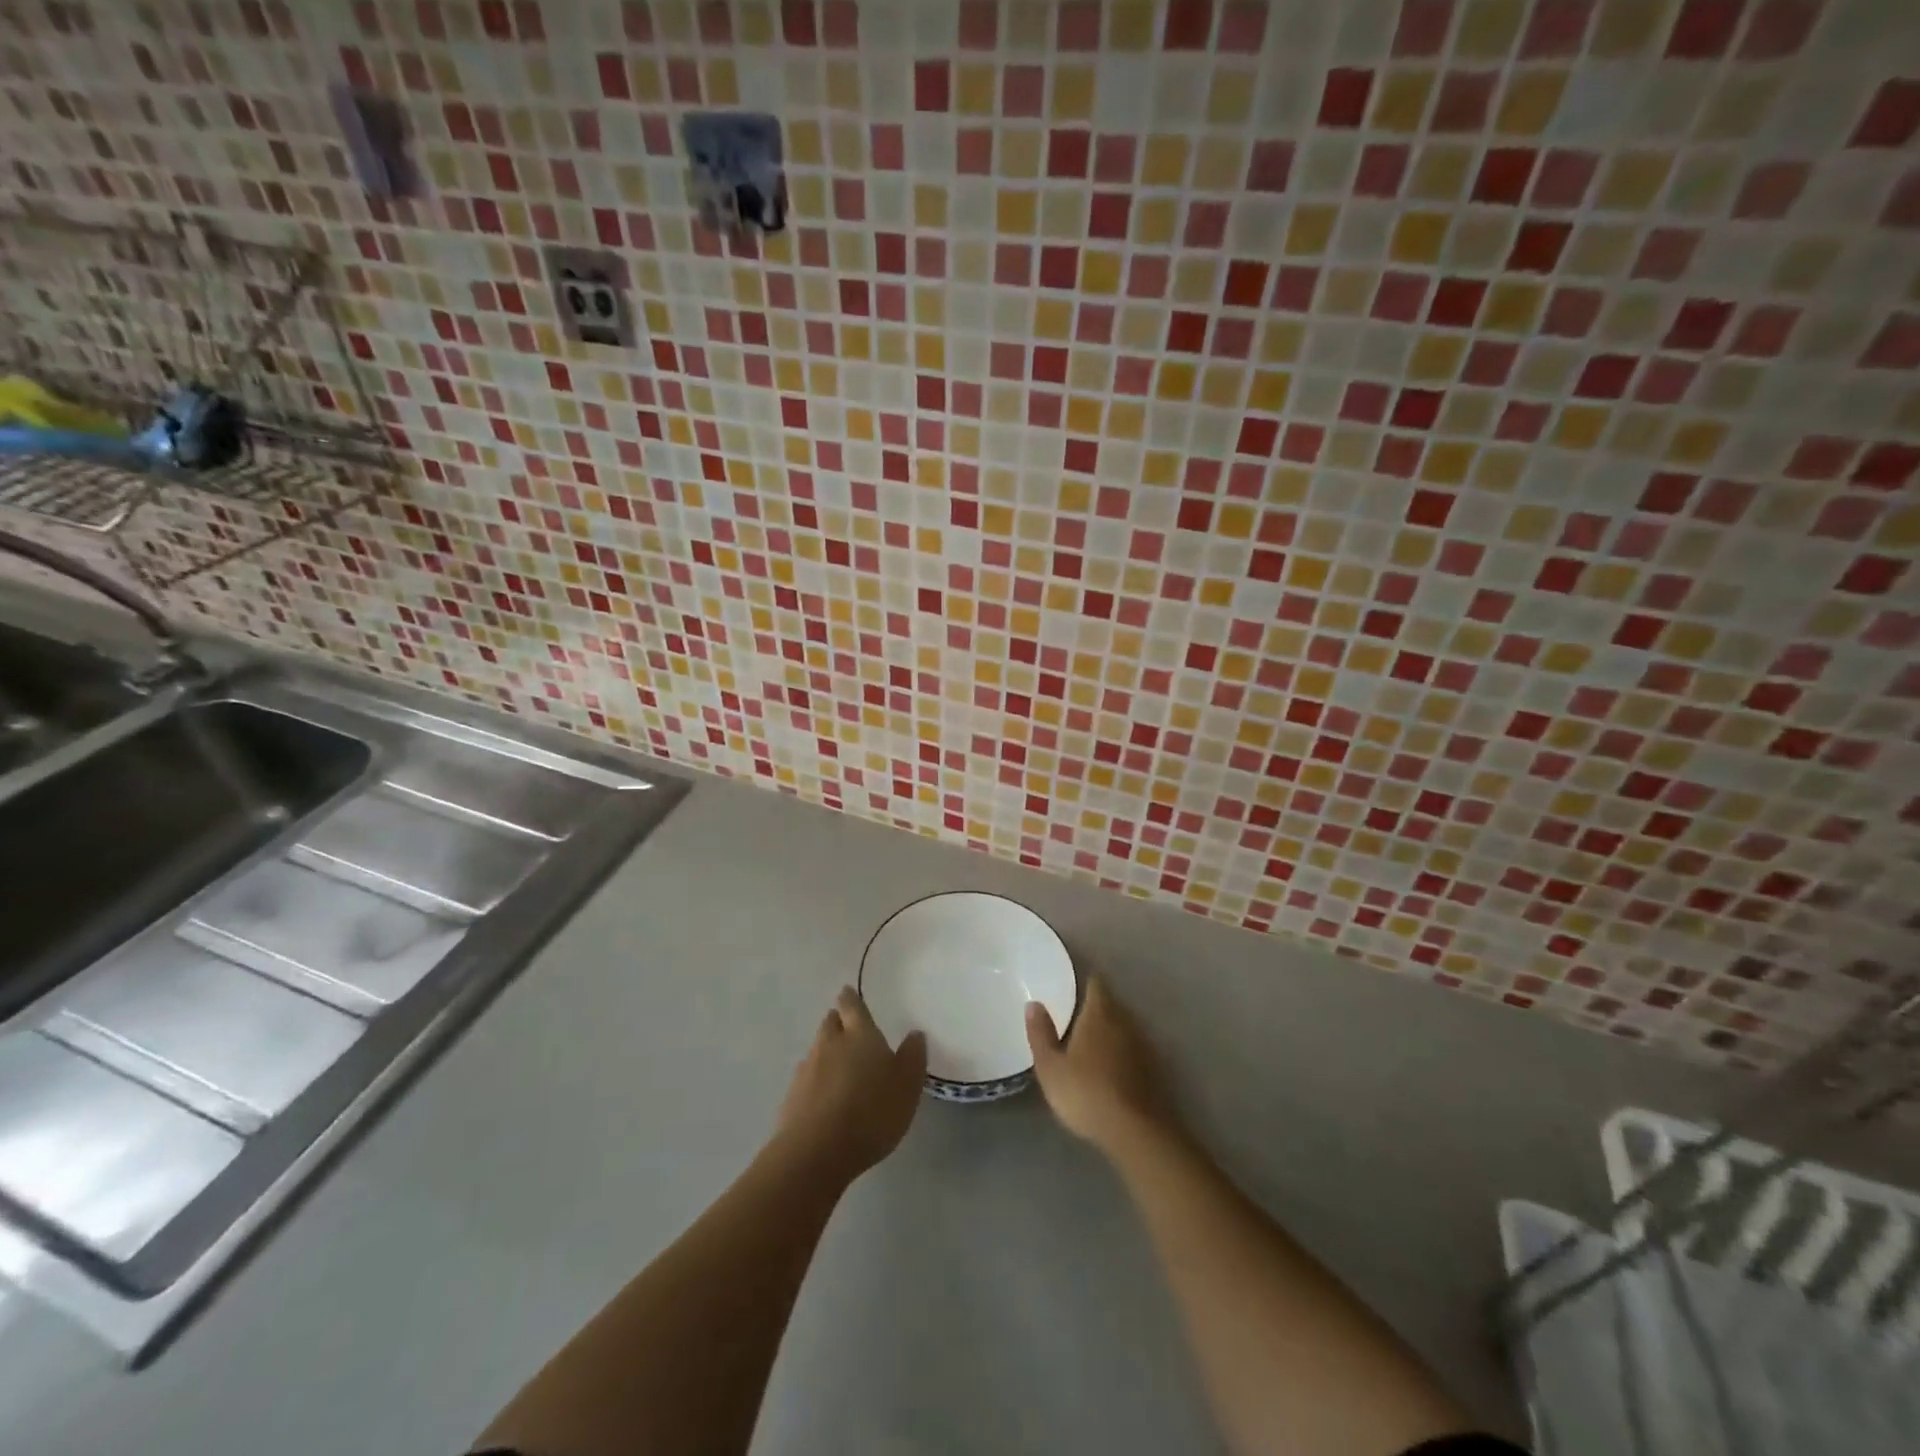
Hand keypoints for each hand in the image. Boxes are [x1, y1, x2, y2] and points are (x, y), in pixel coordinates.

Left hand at [776, 987, 926, 1181]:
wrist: (816, 1152)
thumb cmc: (871, 1112)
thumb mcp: (907, 1086)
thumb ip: (912, 1057)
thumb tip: (915, 1033)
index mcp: (860, 1035)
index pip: (852, 1006)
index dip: (850, 998)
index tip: (848, 992)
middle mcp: (830, 1043)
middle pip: (830, 1023)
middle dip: (838, 1021)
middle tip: (847, 1026)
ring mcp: (807, 1069)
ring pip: (817, 1049)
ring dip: (827, 1051)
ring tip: (839, 1064)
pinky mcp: (792, 1097)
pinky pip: (807, 1078)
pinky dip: (816, 1079)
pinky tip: (824, 1095)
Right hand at [1027, 976, 1175, 1156]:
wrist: (1137, 1132)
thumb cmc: (1086, 1093)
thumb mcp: (1051, 1068)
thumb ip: (1041, 1034)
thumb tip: (1033, 1003)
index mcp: (1099, 1014)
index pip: (1096, 985)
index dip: (1087, 981)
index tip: (1077, 984)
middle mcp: (1126, 1022)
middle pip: (1113, 1005)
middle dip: (1099, 1006)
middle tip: (1080, 1014)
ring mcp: (1144, 1046)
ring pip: (1127, 1027)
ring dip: (1114, 1030)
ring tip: (1096, 1041)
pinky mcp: (1156, 1070)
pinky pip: (1136, 1050)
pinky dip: (1126, 1052)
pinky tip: (1115, 1067)